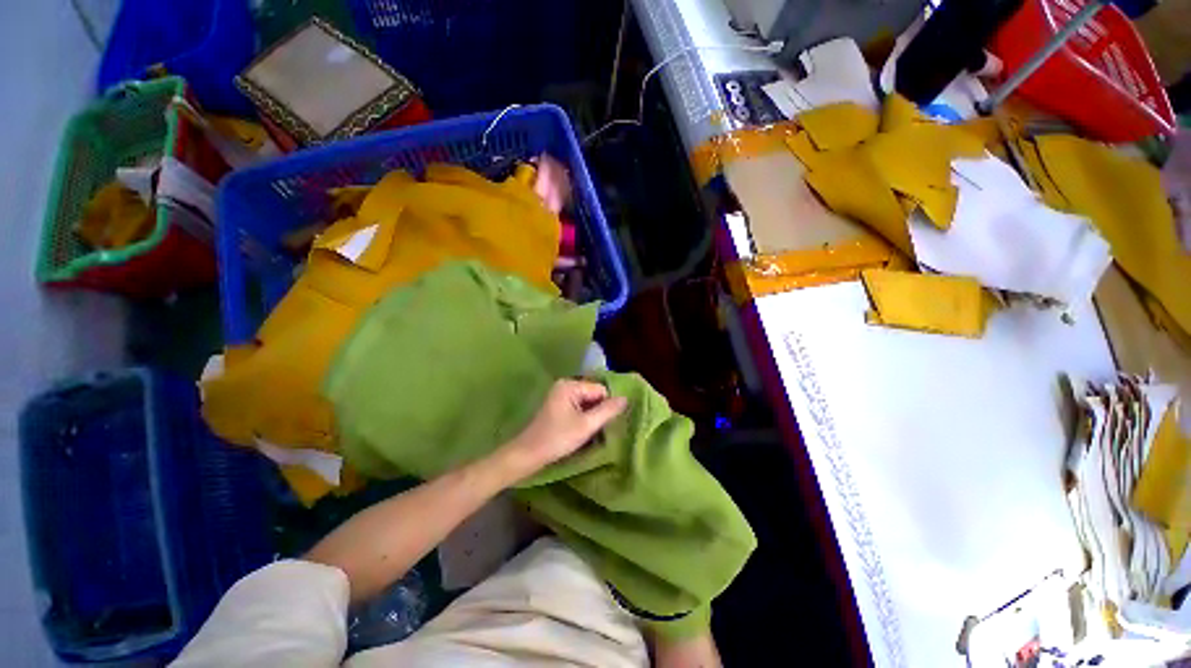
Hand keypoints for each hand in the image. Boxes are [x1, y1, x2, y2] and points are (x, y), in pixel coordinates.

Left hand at [496, 379, 627, 482]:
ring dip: (591, 416)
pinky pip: (578, 407)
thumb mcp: (586, 426)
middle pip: (593, 395)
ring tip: (587, 433)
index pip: (600, 390)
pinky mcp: (557, 406)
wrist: (528, 455)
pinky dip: (582, 418)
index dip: (605, 407)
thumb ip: (607, 411)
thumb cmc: (557, 438)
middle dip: (598, 411)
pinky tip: (580, 431)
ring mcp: (560, 395)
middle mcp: (565, 385)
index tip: (603, 425)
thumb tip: (625, 398)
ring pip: (587, 402)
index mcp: (570, 385)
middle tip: (595, 430)